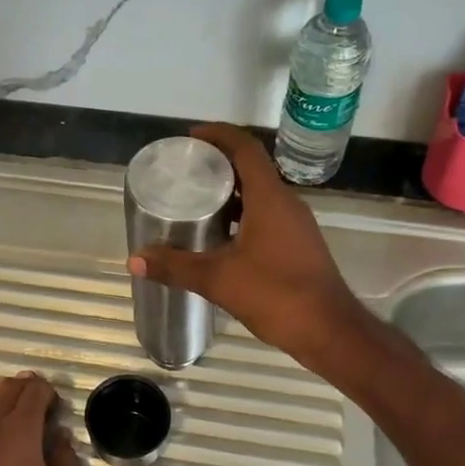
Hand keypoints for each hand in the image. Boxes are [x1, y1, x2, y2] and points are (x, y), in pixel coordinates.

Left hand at [0, 372, 82, 465]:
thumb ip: (66, 457)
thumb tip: (60, 437)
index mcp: (20, 427)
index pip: (34, 390)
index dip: (47, 392)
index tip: (54, 407)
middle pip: (6, 390)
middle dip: (24, 391)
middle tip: (35, 408)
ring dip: (0, 419)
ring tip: (10, 444)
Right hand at [127, 123, 367, 370]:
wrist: (329, 331)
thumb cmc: (276, 294)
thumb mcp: (218, 279)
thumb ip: (175, 266)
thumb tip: (135, 260)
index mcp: (270, 198)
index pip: (245, 148)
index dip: (219, 135)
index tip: (191, 137)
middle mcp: (287, 203)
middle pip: (252, 168)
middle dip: (219, 164)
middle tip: (186, 172)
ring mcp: (296, 225)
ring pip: (260, 195)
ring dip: (231, 192)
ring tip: (196, 202)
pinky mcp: (299, 245)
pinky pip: (267, 216)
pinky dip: (242, 216)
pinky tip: (220, 238)